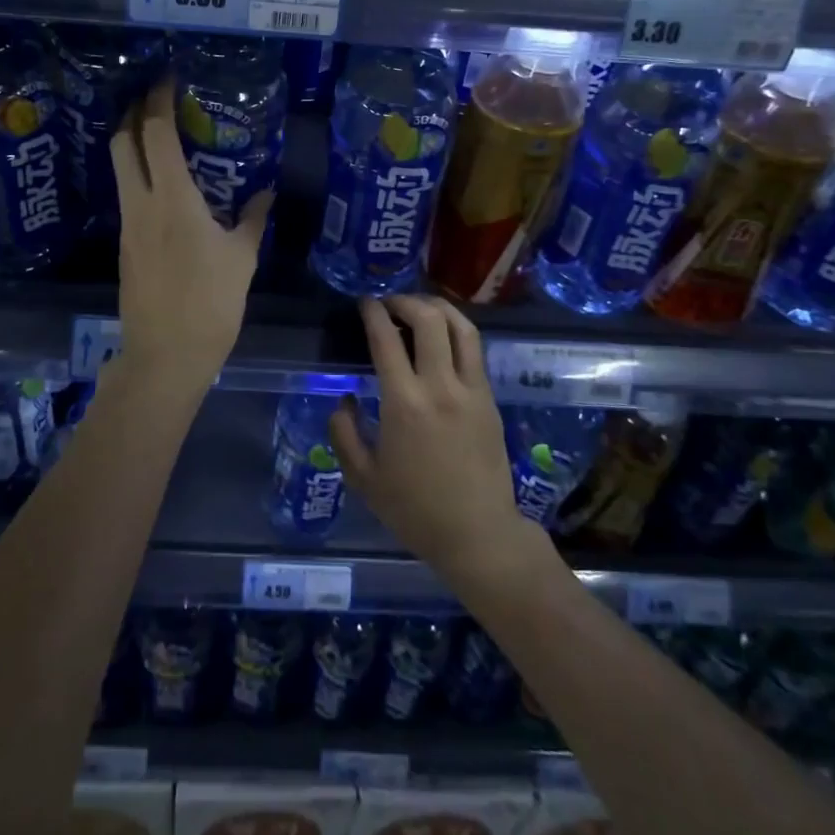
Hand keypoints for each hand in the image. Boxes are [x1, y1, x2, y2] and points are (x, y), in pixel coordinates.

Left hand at [108, 76, 271, 398]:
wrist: (166, 356)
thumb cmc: (210, 304)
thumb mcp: (242, 259)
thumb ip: (253, 220)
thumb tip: (265, 194)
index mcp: (173, 200)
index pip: (154, 134)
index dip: (157, 100)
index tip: (168, 78)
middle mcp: (141, 204)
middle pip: (121, 142)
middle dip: (133, 112)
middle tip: (156, 98)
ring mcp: (128, 225)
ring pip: (119, 168)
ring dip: (132, 142)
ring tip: (160, 133)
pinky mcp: (125, 244)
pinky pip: (127, 194)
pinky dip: (138, 173)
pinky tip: (164, 182)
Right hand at [329, 296, 548, 587]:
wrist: (478, 534)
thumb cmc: (415, 510)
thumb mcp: (363, 479)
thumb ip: (344, 433)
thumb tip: (344, 399)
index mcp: (404, 402)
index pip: (387, 339)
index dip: (373, 312)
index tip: (364, 303)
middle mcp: (440, 385)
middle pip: (429, 319)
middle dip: (405, 301)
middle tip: (389, 303)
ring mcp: (471, 389)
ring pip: (461, 327)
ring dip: (437, 308)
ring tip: (419, 309)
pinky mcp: (489, 399)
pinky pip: (474, 350)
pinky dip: (456, 331)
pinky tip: (442, 338)